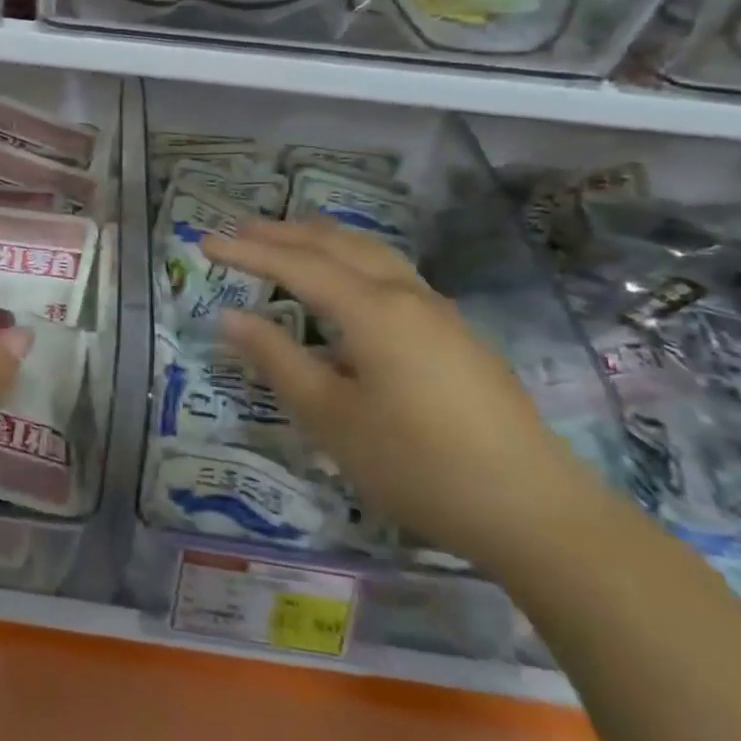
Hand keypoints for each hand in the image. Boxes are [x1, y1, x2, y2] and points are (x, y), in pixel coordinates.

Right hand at [203, 217, 598, 571]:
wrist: (534, 510)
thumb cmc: (418, 464)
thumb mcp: (331, 417)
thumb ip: (277, 360)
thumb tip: (230, 316)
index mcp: (373, 310)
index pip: (297, 265)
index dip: (248, 252)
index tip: (205, 243)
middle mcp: (406, 295)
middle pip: (338, 245)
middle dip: (286, 234)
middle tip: (241, 229)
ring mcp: (438, 312)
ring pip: (372, 254)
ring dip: (324, 240)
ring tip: (290, 239)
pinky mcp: (456, 335)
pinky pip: (392, 275)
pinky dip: (354, 261)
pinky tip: (348, 287)